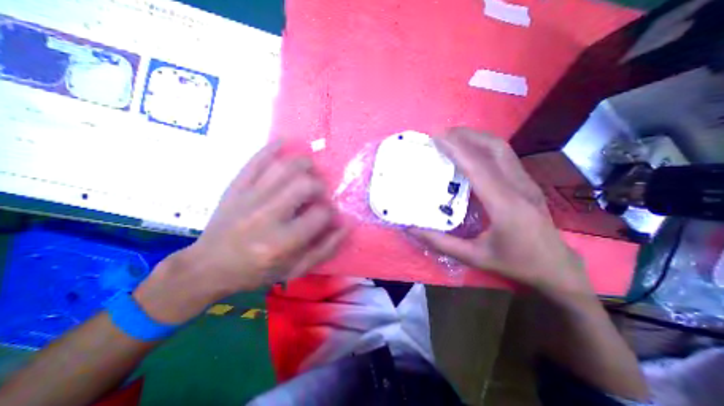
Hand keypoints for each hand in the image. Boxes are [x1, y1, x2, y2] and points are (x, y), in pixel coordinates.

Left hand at [137, 141, 350, 321]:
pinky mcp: (235, 188)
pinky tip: (285, 141)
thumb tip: (346, 226)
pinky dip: (271, 148)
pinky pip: (255, 161)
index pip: (320, 214)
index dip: (331, 213)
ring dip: (303, 163)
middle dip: (319, 185)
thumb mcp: (295, 270)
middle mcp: (267, 216)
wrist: (208, 267)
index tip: (328, 215)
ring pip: (283, 168)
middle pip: (304, 185)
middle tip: (319, 192)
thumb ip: (325, 249)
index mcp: (283, 242)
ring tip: (310, 169)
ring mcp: (249, 198)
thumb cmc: (257, 272)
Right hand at [410, 130, 590, 298]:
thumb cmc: (514, 263)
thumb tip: (411, 228)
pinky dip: (484, 146)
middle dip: (466, 135)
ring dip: (476, 137)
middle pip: (494, 148)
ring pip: (501, 149)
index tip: (437, 137)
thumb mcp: (474, 258)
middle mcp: (518, 187)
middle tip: (441, 133)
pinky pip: (504, 156)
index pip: (478, 168)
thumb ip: (440, 243)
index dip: (456, 149)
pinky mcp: (526, 183)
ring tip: (452, 136)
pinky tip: (470, 150)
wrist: (556, 267)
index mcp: (505, 205)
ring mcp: (526, 182)